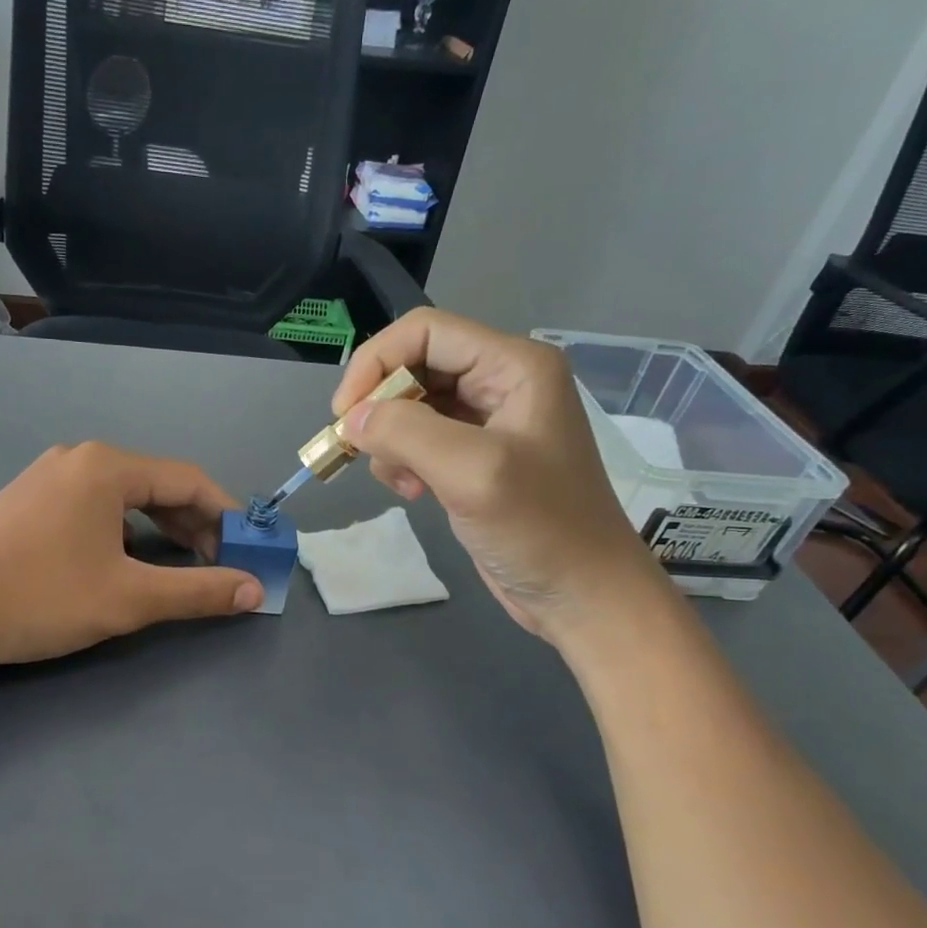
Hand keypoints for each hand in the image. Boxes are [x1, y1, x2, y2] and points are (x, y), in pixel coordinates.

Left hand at [0, 442, 262, 672]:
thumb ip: (198, 592)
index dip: (227, 516)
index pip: (189, 480)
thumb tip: (256, 590)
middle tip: (217, 565)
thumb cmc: (39, 598)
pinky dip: (123, 530)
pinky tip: (124, 561)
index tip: (249, 551)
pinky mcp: (27, 501)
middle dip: (194, 525)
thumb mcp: (128, 598)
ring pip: (124, 497)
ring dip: (160, 529)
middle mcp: (79, 459)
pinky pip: (93, 506)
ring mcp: (47, 477)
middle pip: (157, 485)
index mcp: (107, 467)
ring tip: (180, 565)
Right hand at [333, 309, 664, 639]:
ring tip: (401, 481)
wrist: (581, 596)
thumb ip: (407, 432)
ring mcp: (488, 422)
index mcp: (514, 366)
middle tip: (359, 450)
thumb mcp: (473, 473)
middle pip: (414, 366)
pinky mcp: (474, 458)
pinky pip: (419, 440)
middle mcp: (501, 382)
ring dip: (390, 440)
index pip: (424, 332)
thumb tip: (352, 420)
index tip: (345, 416)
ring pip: (411, 406)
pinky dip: (402, 461)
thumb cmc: (541, 530)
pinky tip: (414, 492)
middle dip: (380, 406)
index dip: (376, 363)